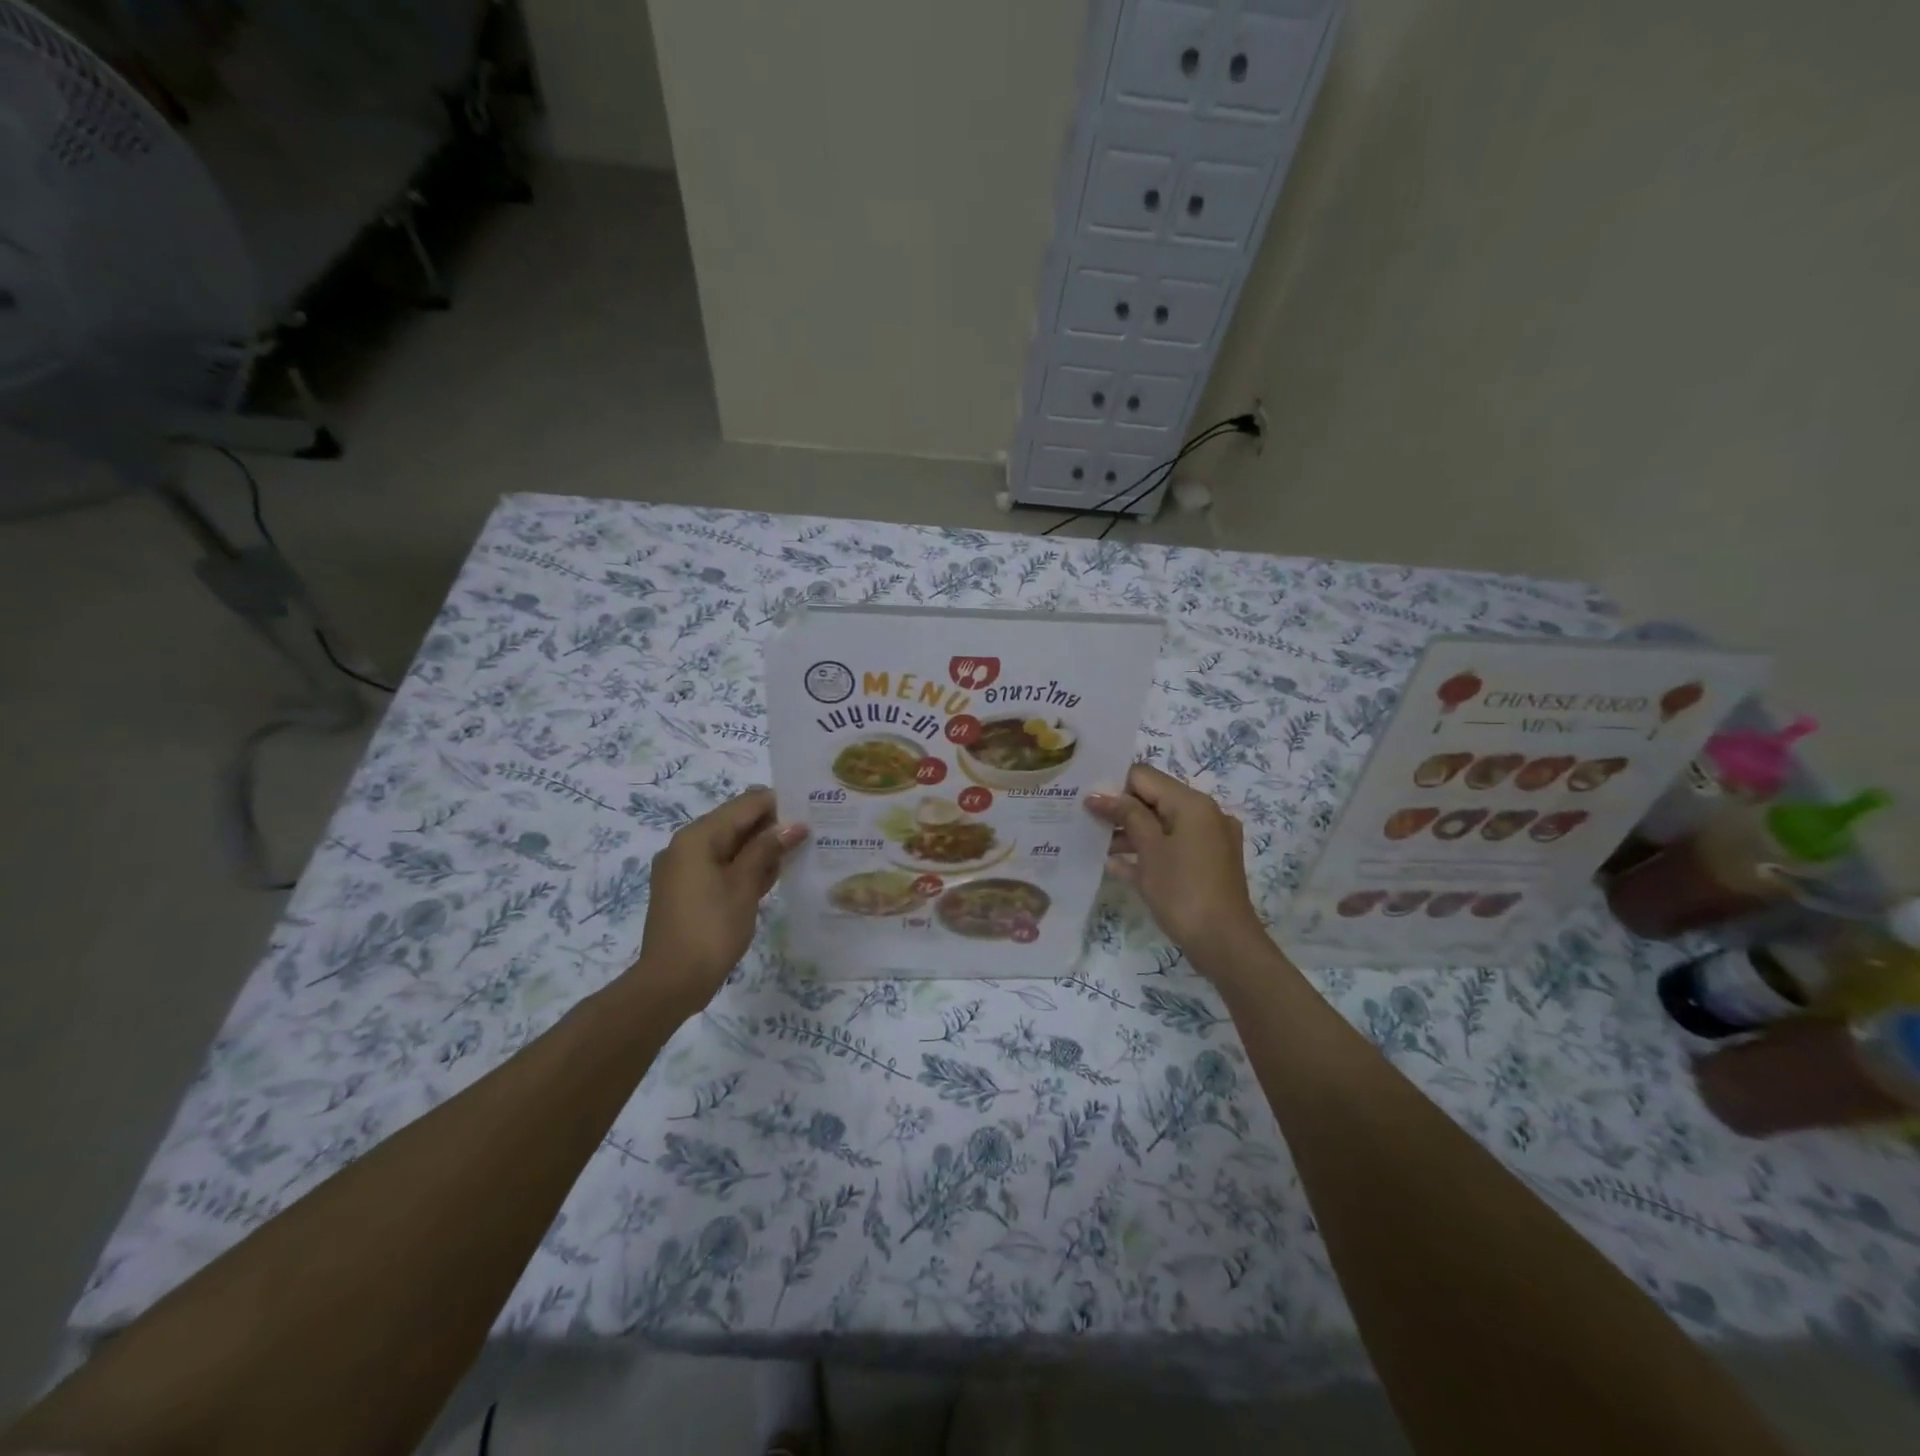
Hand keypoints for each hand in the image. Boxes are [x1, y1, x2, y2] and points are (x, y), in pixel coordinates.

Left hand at [630, 788, 805, 1013]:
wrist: (671, 982)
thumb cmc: (711, 929)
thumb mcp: (744, 886)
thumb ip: (767, 849)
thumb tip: (794, 824)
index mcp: (697, 837)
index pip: (744, 804)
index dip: (778, 804)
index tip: (810, 810)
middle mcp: (686, 846)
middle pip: (736, 823)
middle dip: (771, 827)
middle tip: (811, 832)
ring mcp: (685, 869)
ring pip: (730, 847)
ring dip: (761, 849)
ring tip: (800, 852)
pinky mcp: (688, 890)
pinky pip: (722, 867)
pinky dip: (745, 868)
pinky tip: (774, 875)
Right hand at [1087, 763, 1265, 970]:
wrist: (1225, 943)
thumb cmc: (1183, 890)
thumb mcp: (1149, 849)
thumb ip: (1125, 815)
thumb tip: (1098, 794)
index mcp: (1192, 803)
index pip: (1144, 777)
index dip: (1113, 785)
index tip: (1086, 801)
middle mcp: (1205, 814)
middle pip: (1154, 799)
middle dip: (1120, 810)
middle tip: (1086, 821)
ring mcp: (1209, 840)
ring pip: (1162, 825)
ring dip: (1131, 833)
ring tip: (1097, 846)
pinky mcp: (1208, 864)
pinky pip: (1173, 847)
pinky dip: (1149, 851)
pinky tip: (1117, 865)